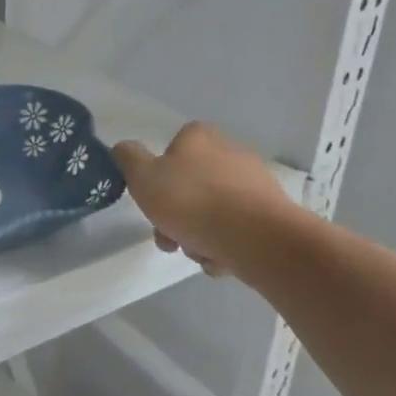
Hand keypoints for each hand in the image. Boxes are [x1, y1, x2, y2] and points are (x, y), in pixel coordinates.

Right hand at [113, 122, 294, 278]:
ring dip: (198, 234)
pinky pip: (236, 229)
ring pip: (212, 210)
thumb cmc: (191, 201)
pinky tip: (220, 257)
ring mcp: (254, 183)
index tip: (152, 200)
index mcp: (200, 138)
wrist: (256, 238)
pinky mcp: (271, 213)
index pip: (173, 147)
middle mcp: (230, 152)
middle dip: (176, 215)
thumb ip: (128, 158)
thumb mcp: (143, 177)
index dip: (158, 174)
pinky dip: (224, 244)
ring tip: (197, 252)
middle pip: (191, 185)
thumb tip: (124, 148)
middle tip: (169, 237)